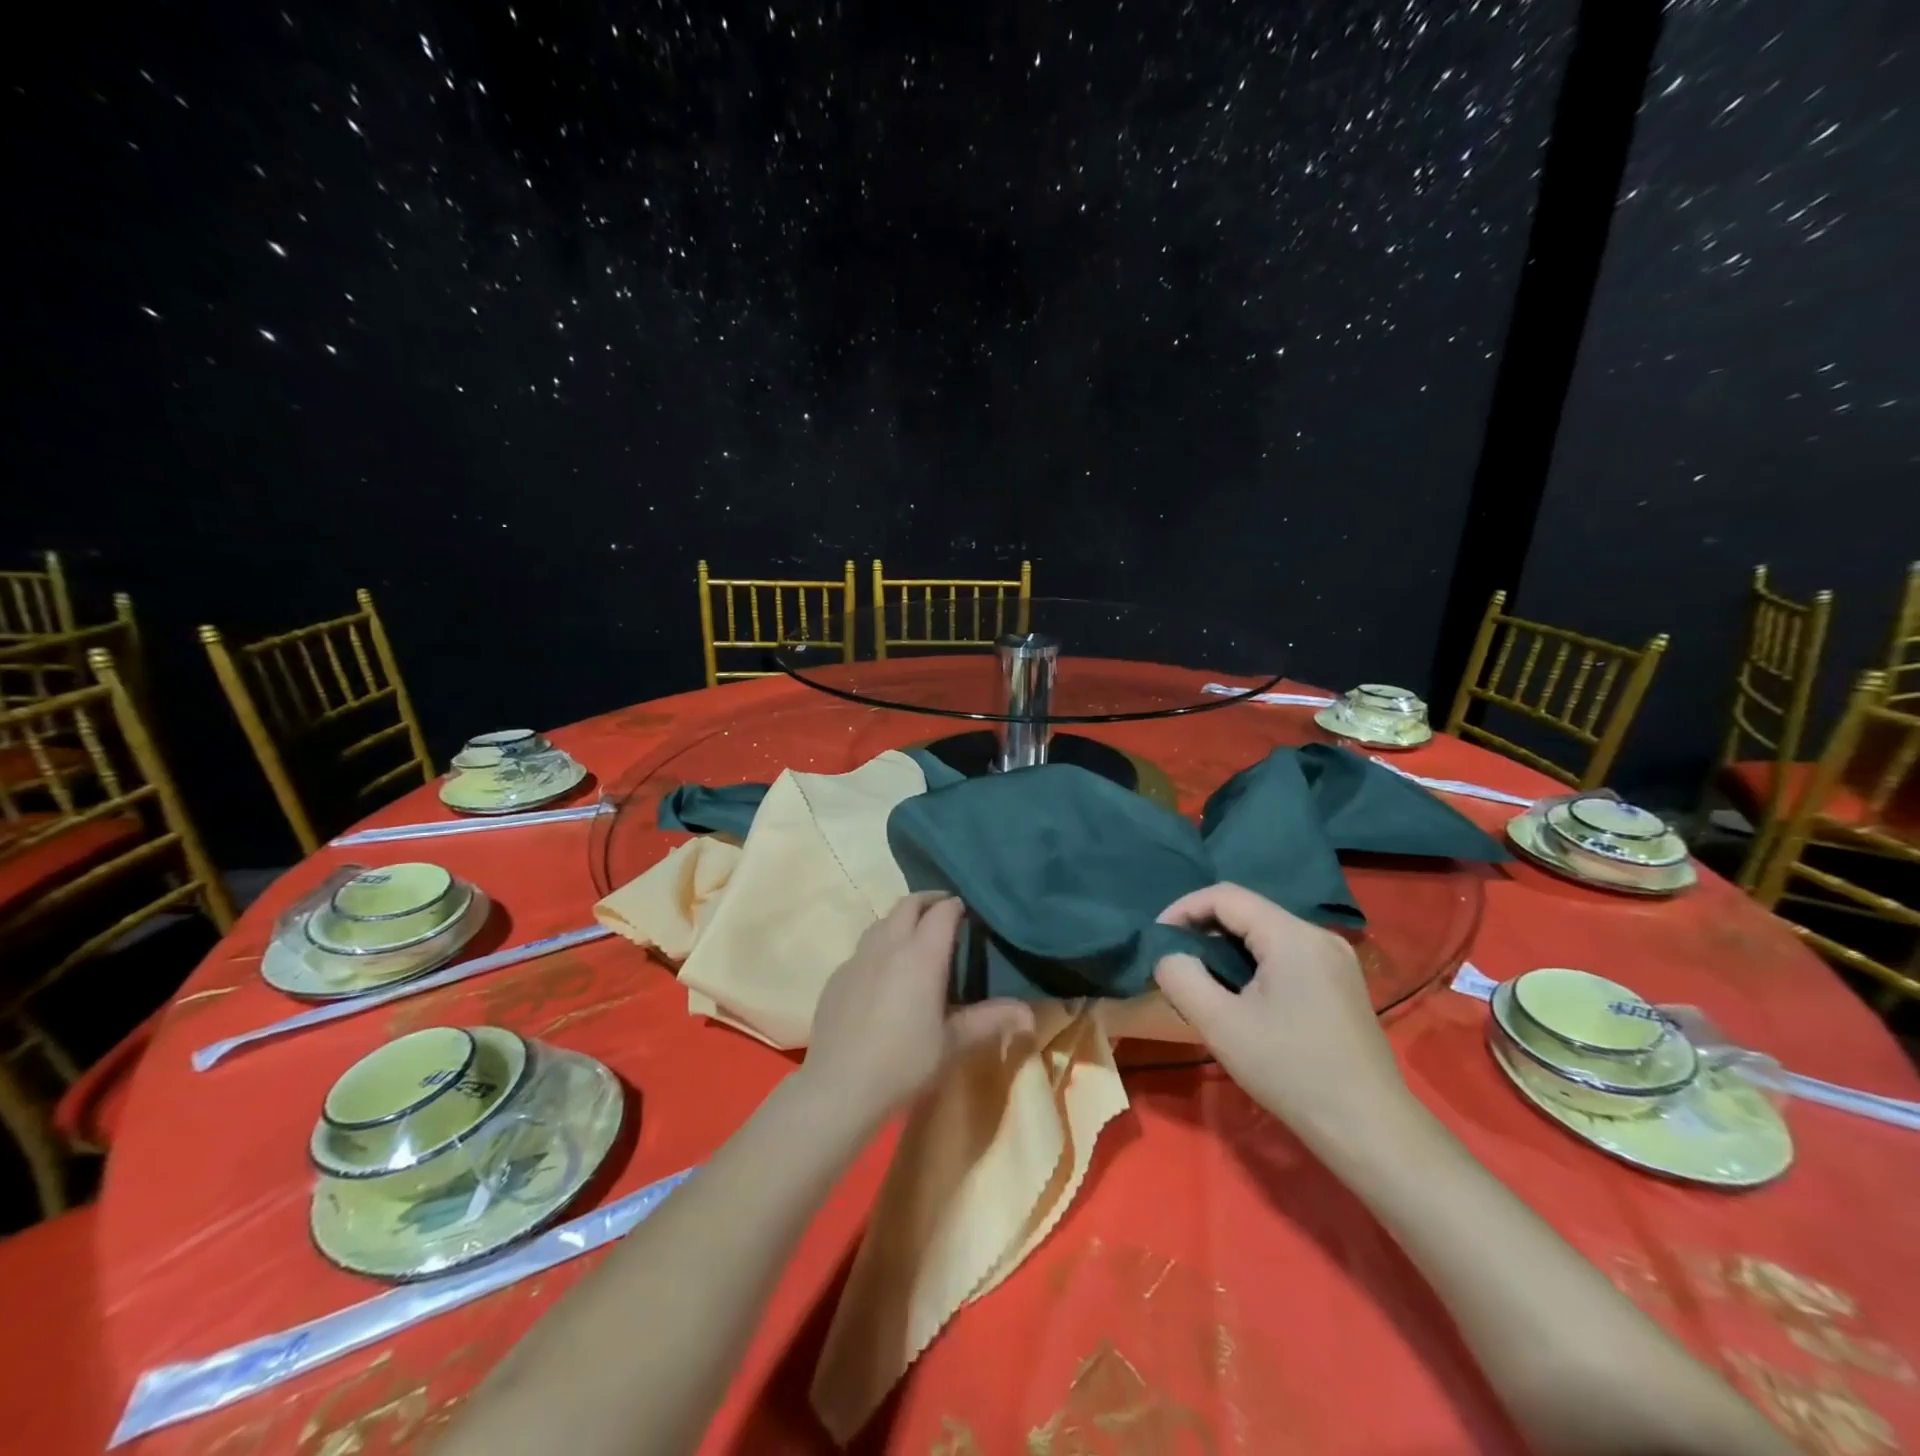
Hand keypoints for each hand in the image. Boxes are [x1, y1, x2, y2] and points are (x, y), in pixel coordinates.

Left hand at [801, 892, 1035, 1126]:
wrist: (838, 1088)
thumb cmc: (904, 1064)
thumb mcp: (953, 1044)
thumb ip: (990, 1020)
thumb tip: (1030, 1013)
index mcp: (921, 955)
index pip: (942, 912)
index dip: (957, 905)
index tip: (968, 910)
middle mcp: (888, 945)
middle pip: (908, 904)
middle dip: (928, 901)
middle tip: (945, 911)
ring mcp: (858, 958)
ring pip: (882, 922)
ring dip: (901, 920)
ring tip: (915, 938)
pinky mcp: (837, 976)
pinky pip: (863, 948)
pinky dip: (880, 947)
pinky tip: (884, 975)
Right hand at [1154, 883, 1415, 1145]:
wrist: (1370, 1130)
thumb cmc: (1291, 1071)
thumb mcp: (1221, 1024)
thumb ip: (1181, 977)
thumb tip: (1169, 956)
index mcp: (1292, 935)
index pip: (1225, 896)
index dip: (1183, 908)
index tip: (1157, 938)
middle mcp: (1318, 935)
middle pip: (1247, 911)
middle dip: (1203, 929)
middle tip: (1174, 960)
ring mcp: (1335, 959)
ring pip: (1266, 933)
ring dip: (1226, 947)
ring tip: (1200, 978)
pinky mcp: (1341, 983)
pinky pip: (1285, 954)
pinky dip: (1252, 962)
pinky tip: (1240, 994)